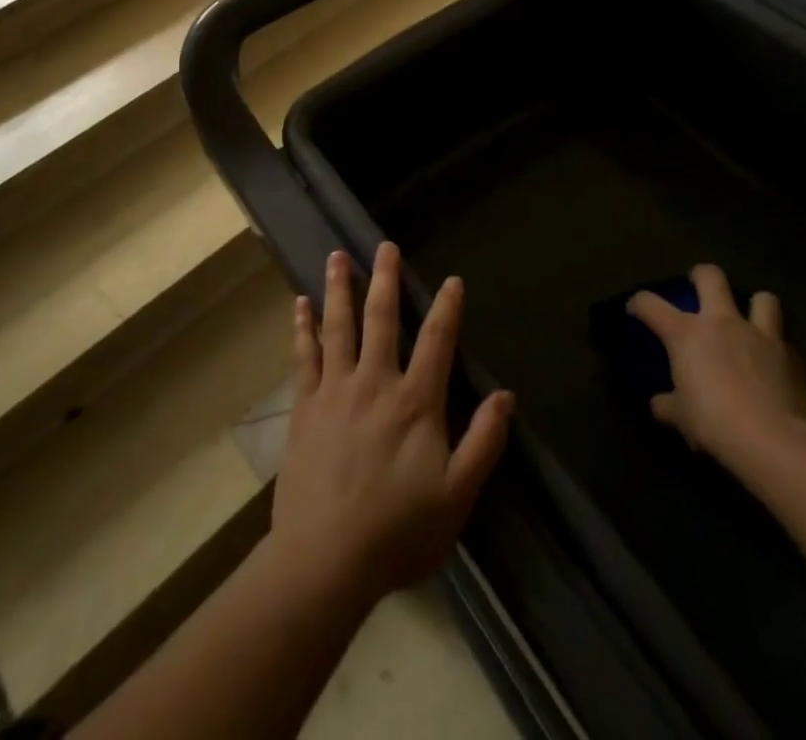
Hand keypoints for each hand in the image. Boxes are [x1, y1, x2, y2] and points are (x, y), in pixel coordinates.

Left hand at [270, 244, 514, 608]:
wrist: (325, 560)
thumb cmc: (397, 532)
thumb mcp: (456, 497)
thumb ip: (483, 443)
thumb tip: (506, 395)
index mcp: (414, 402)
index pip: (436, 342)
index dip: (447, 308)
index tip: (452, 279)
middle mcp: (374, 382)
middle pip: (382, 319)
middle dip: (386, 279)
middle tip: (385, 246)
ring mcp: (334, 390)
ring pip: (338, 326)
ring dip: (339, 288)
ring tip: (338, 256)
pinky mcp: (305, 406)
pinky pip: (304, 355)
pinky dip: (302, 326)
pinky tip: (300, 303)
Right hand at [628, 264, 805, 469]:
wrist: (775, 442)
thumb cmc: (714, 422)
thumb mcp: (681, 417)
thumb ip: (668, 405)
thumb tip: (659, 404)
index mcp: (686, 333)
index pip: (650, 304)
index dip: (639, 303)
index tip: (636, 310)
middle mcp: (722, 323)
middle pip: (711, 276)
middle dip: (701, 275)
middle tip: (698, 286)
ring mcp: (760, 336)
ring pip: (762, 299)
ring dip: (755, 306)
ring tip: (750, 322)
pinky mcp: (792, 358)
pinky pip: (784, 344)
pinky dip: (777, 351)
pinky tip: (774, 368)